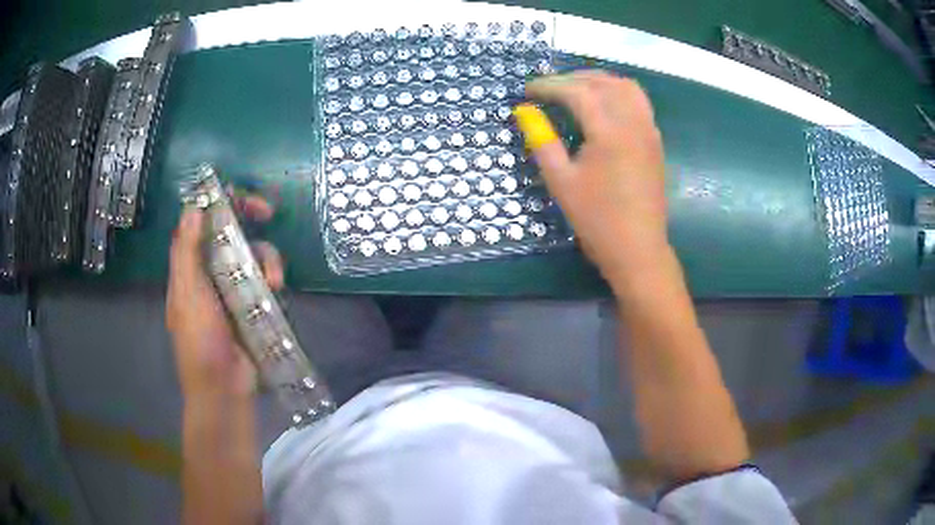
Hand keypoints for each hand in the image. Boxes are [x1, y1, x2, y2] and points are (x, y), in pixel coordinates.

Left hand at [166, 190, 282, 397]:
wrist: (224, 389)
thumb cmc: (199, 342)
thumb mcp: (188, 294)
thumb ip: (186, 251)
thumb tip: (192, 206)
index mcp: (189, 266)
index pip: (200, 222)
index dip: (216, 202)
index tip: (235, 195)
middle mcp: (211, 270)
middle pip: (230, 230)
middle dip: (249, 217)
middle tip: (267, 212)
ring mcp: (234, 287)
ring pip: (252, 252)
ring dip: (266, 257)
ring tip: (273, 281)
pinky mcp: (254, 302)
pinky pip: (266, 277)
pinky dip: (273, 277)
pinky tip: (276, 290)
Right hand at [517, 71, 667, 290]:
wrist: (638, 249)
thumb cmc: (596, 219)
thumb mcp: (561, 181)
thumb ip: (542, 141)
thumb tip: (524, 112)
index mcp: (609, 131)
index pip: (577, 91)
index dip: (549, 86)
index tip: (527, 91)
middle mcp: (633, 122)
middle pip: (603, 82)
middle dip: (573, 78)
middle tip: (548, 89)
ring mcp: (649, 130)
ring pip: (626, 87)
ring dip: (599, 81)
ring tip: (575, 90)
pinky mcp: (655, 142)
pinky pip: (638, 102)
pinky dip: (617, 93)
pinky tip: (603, 106)